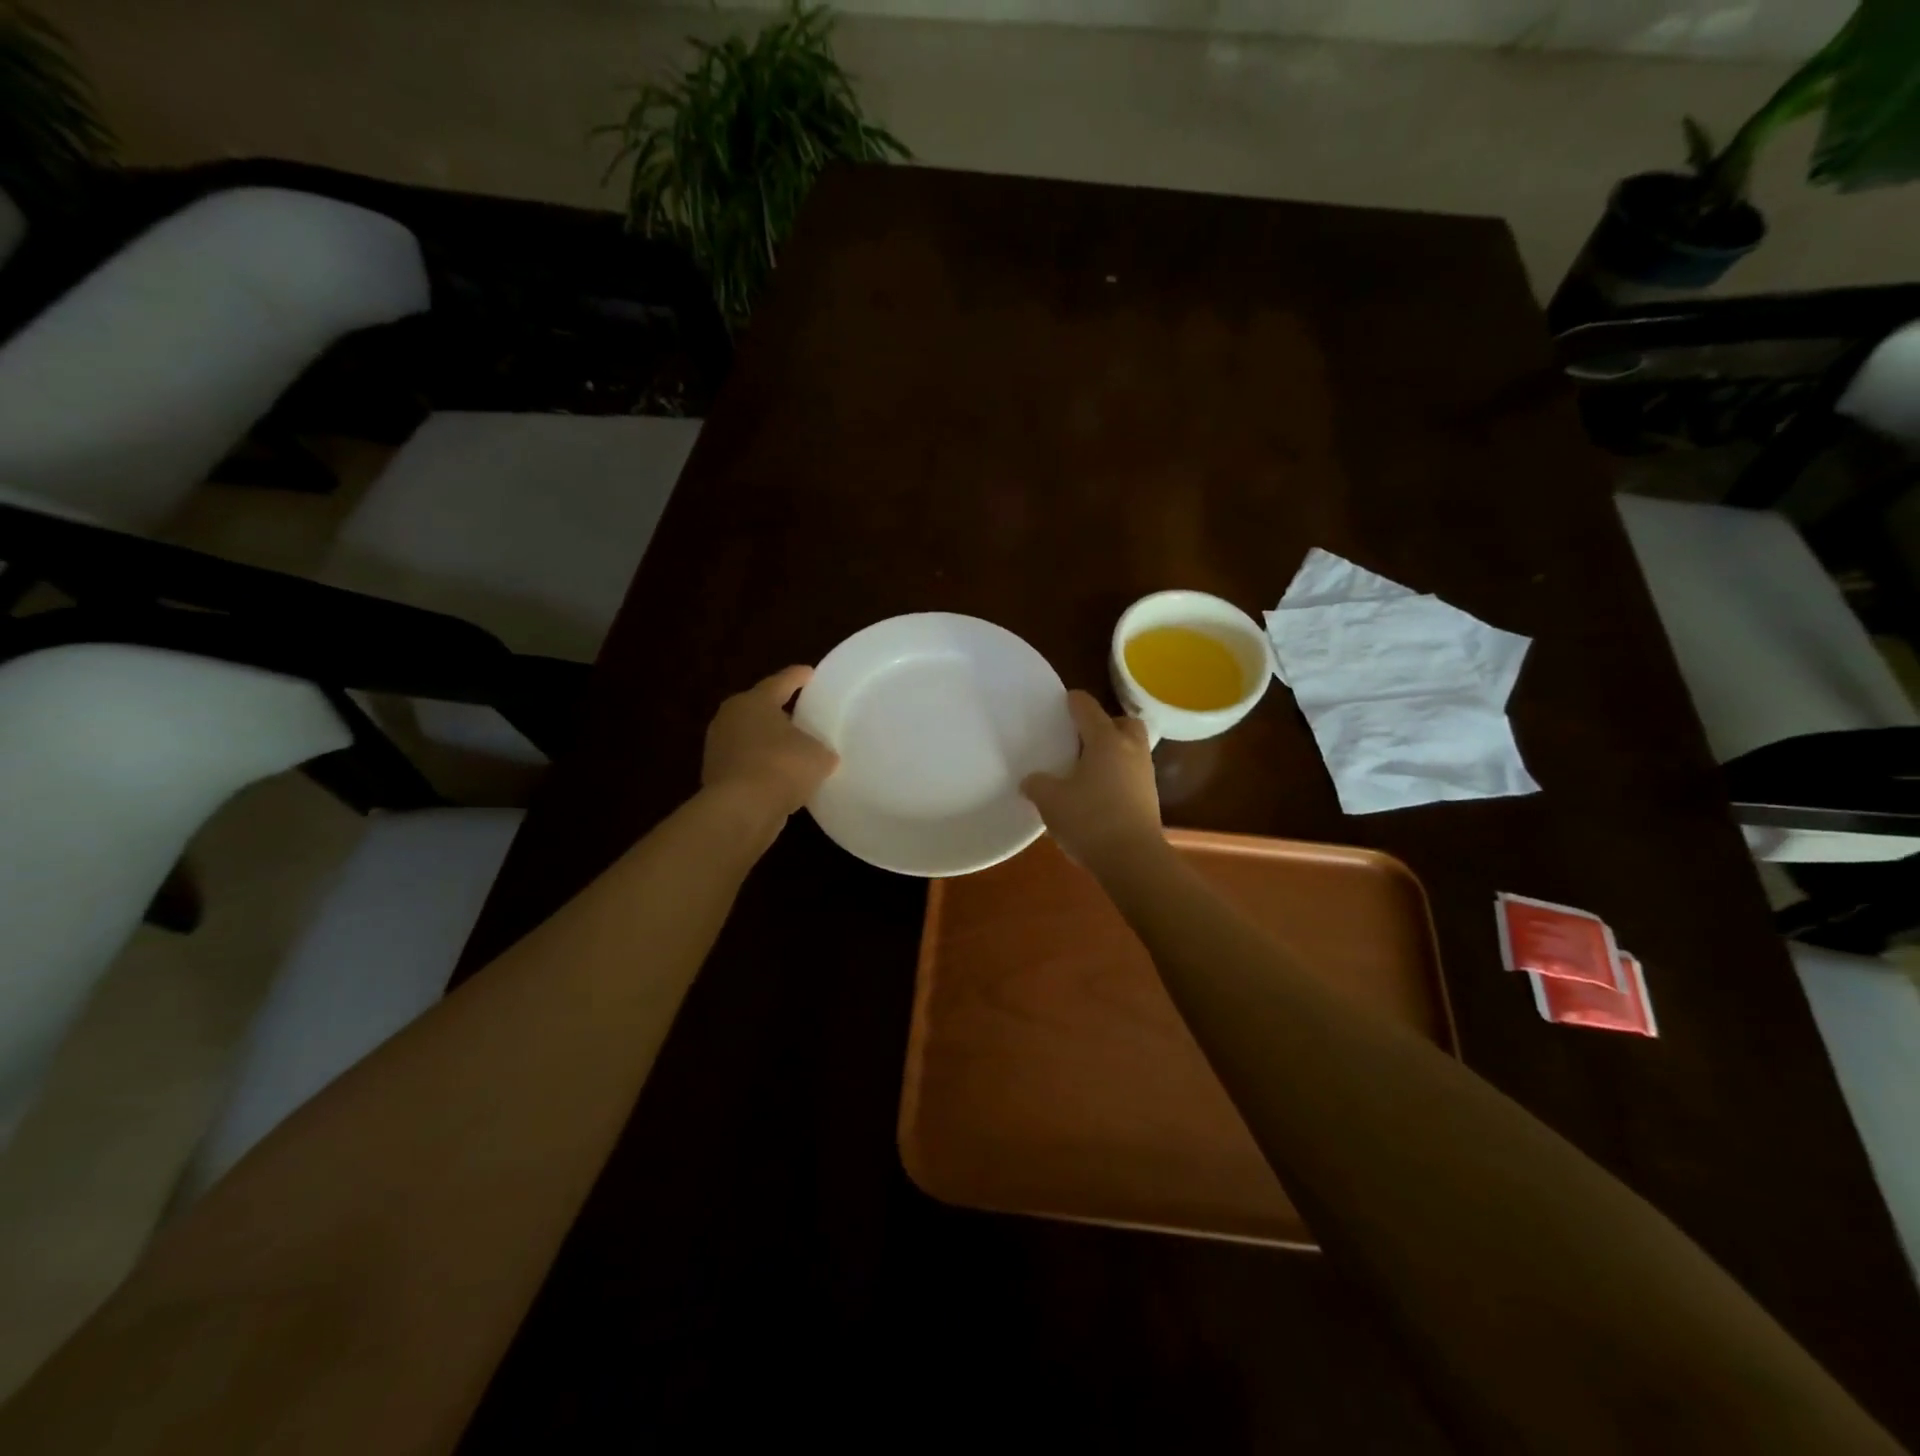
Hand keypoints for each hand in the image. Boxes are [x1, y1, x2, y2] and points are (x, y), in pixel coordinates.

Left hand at [703, 666, 838, 818]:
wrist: (741, 810)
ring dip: (770, 742)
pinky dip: (762, 767)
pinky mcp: (716, 776)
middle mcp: (730, 718)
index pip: (781, 682)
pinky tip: (781, 778)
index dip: (798, 677)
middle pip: (760, 708)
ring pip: (751, 737)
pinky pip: (747, 764)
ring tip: (795, 749)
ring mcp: (718, 747)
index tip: (810, 673)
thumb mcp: (818, 755)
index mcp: (754, 701)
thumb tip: (823, 755)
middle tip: (803, 714)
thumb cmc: (781, 767)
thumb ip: (822, 749)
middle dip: (780, 711)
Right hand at [1020, 690, 1163, 872]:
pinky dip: (1117, 774)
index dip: (1074, 701)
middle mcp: (1130, 750)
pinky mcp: (1149, 798)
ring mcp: (1144, 774)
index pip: (1088, 708)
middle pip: (1123, 722)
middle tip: (1083, 735)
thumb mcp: (1050, 801)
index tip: (1063, 700)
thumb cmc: (1089, 820)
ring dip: (1113, 750)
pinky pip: (1132, 773)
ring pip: (1131, 748)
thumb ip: (1037, 784)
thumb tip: (1030, 781)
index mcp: (1105, 741)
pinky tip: (1097, 791)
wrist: (1133, 860)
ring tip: (1087, 765)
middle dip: (1105, 723)